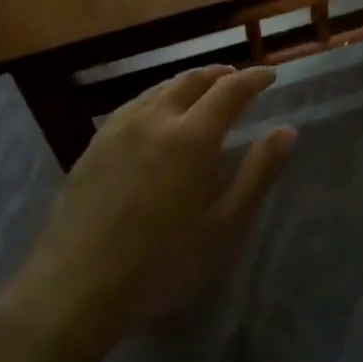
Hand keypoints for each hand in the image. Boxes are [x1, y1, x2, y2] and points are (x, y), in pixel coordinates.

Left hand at [17, 66, 295, 341]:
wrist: (76, 286)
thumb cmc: (161, 263)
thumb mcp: (222, 225)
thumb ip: (257, 174)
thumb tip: (286, 131)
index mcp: (191, 137)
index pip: (229, 91)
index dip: (253, 79)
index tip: (270, 76)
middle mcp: (154, 120)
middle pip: (191, 81)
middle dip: (219, 75)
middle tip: (237, 79)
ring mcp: (118, 129)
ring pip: (159, 89)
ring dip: (187, 82)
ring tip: (202, 90)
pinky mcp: (94, 144)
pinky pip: (133, 105)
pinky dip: (157, 97)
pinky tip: (156, 112)